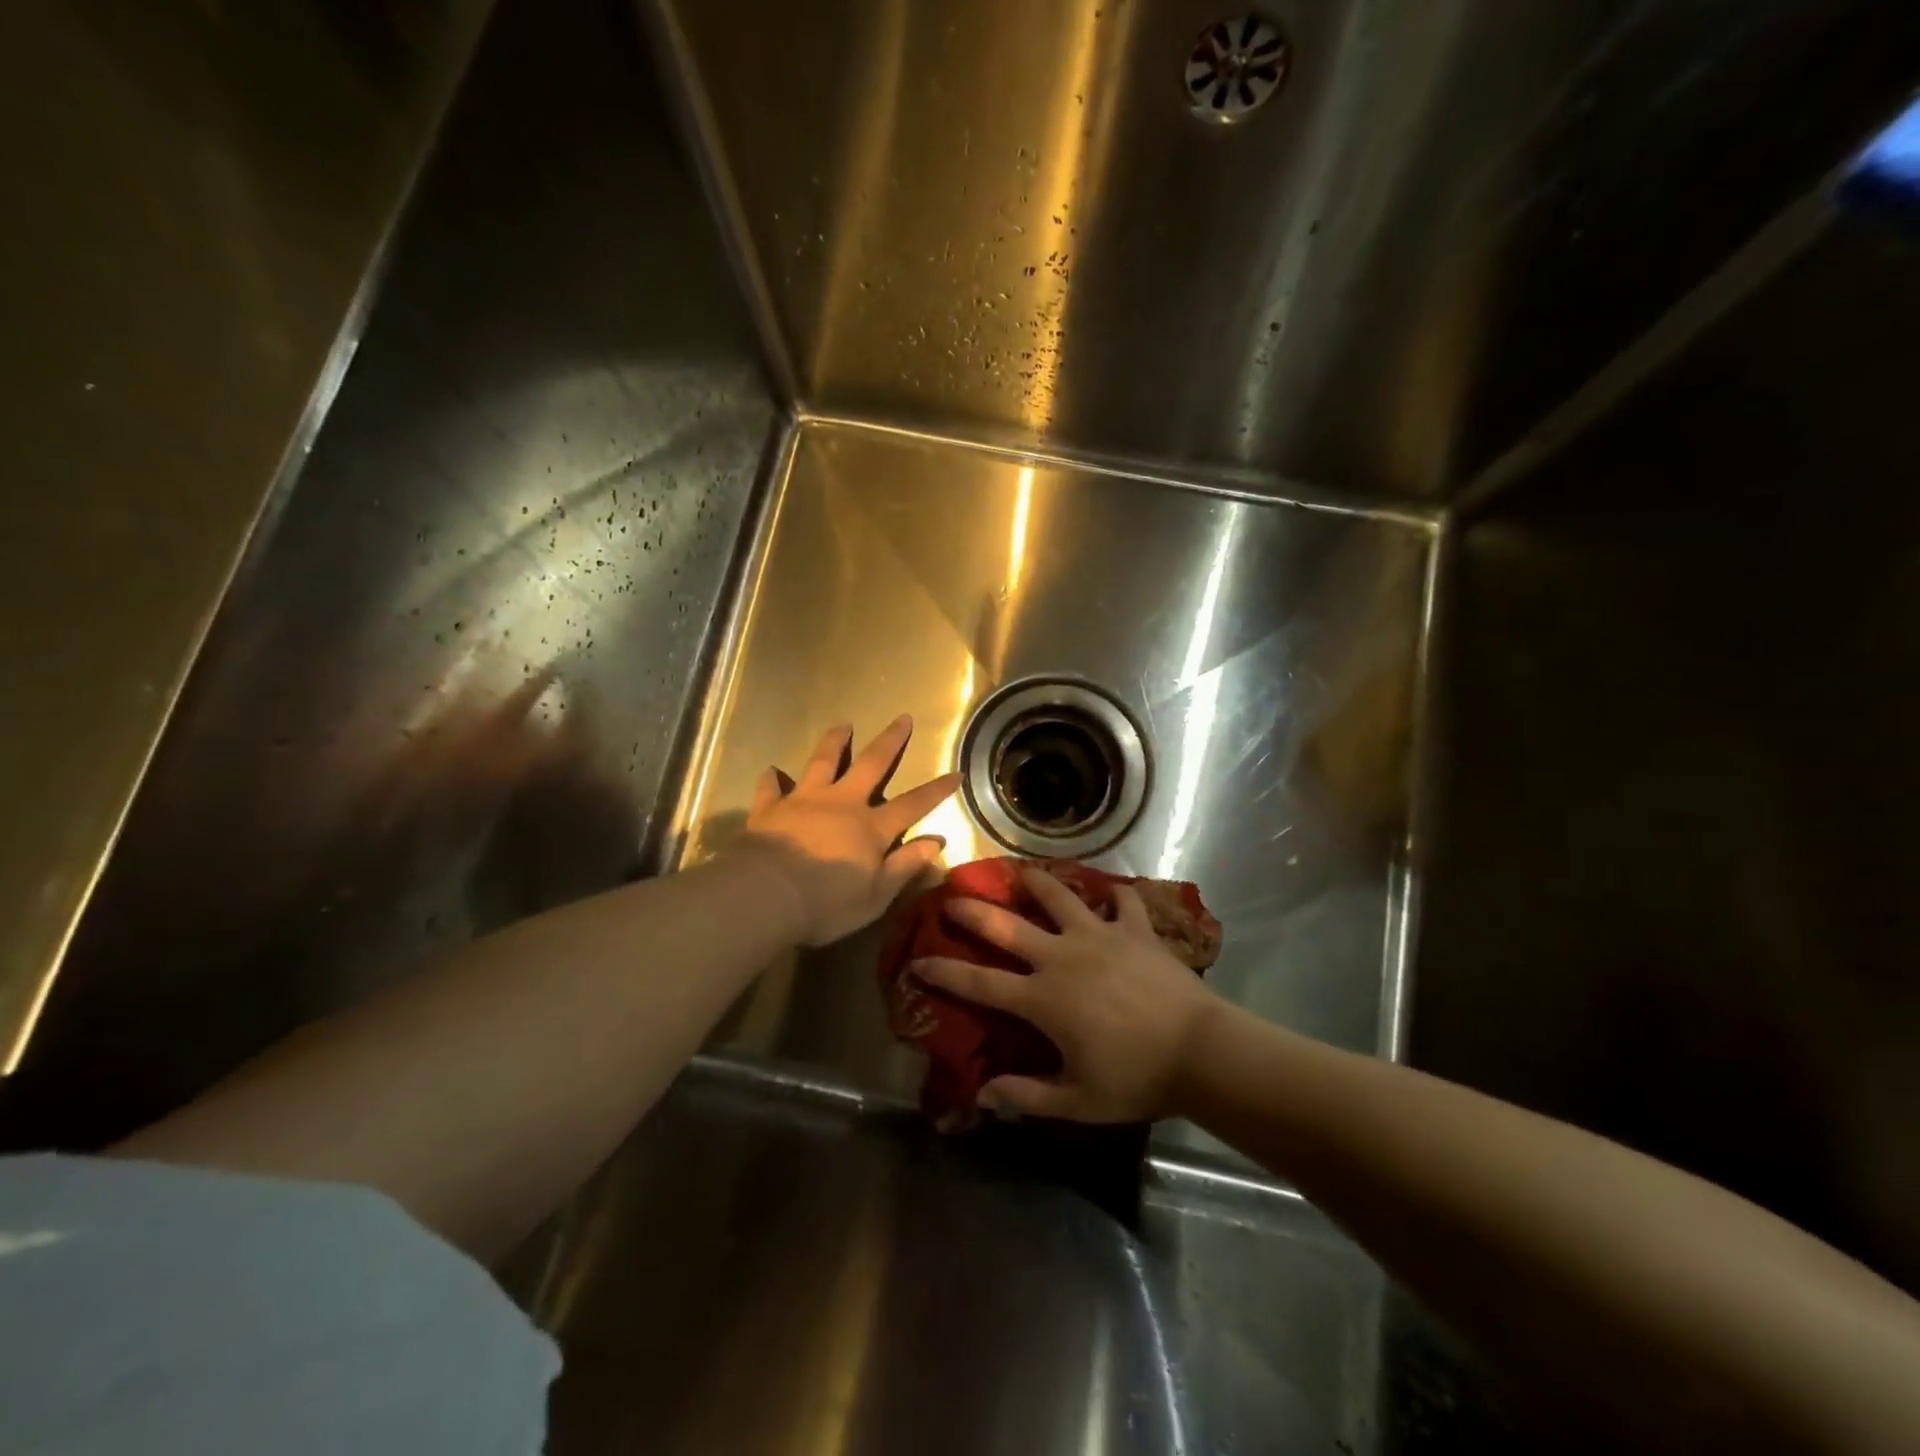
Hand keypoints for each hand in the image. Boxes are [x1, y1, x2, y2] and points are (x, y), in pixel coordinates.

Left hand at [736, 716, 960, 946]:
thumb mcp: (876, 896)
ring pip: (823, 762)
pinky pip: (771, 788)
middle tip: (902, 718)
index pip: (912, 804)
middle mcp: (841, 804)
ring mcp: (804, 801)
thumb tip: (936, 842)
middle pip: (871, 764)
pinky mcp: (770, 808)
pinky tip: (770, 771)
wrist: (765, 896)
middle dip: (890, 741)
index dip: (936, 790)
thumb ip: (905, 866)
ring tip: (843, 724)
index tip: (955, 772)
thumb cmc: (826, 904)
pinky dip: (771, 779)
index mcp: (871, 828)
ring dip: (834, 742)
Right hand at [912, 867, 1220, 1121]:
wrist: (1199, 1051)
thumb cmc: (1136, 1079)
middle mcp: (1061, 957)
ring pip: (1059, 897)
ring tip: (1023, 873)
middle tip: (952, 895)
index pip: (979, 984)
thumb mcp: (1077, 1101)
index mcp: (1043, 999)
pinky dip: (1116, 895)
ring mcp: (1099, 936)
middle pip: (1007, 927)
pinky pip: (1123, 902)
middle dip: (974, 910)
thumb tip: (982, 1097)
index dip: (945, 972)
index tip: (918, 960)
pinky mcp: (1135, 929)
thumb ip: (1026, 1095)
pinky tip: (1112, 893)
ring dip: (1038, 883)